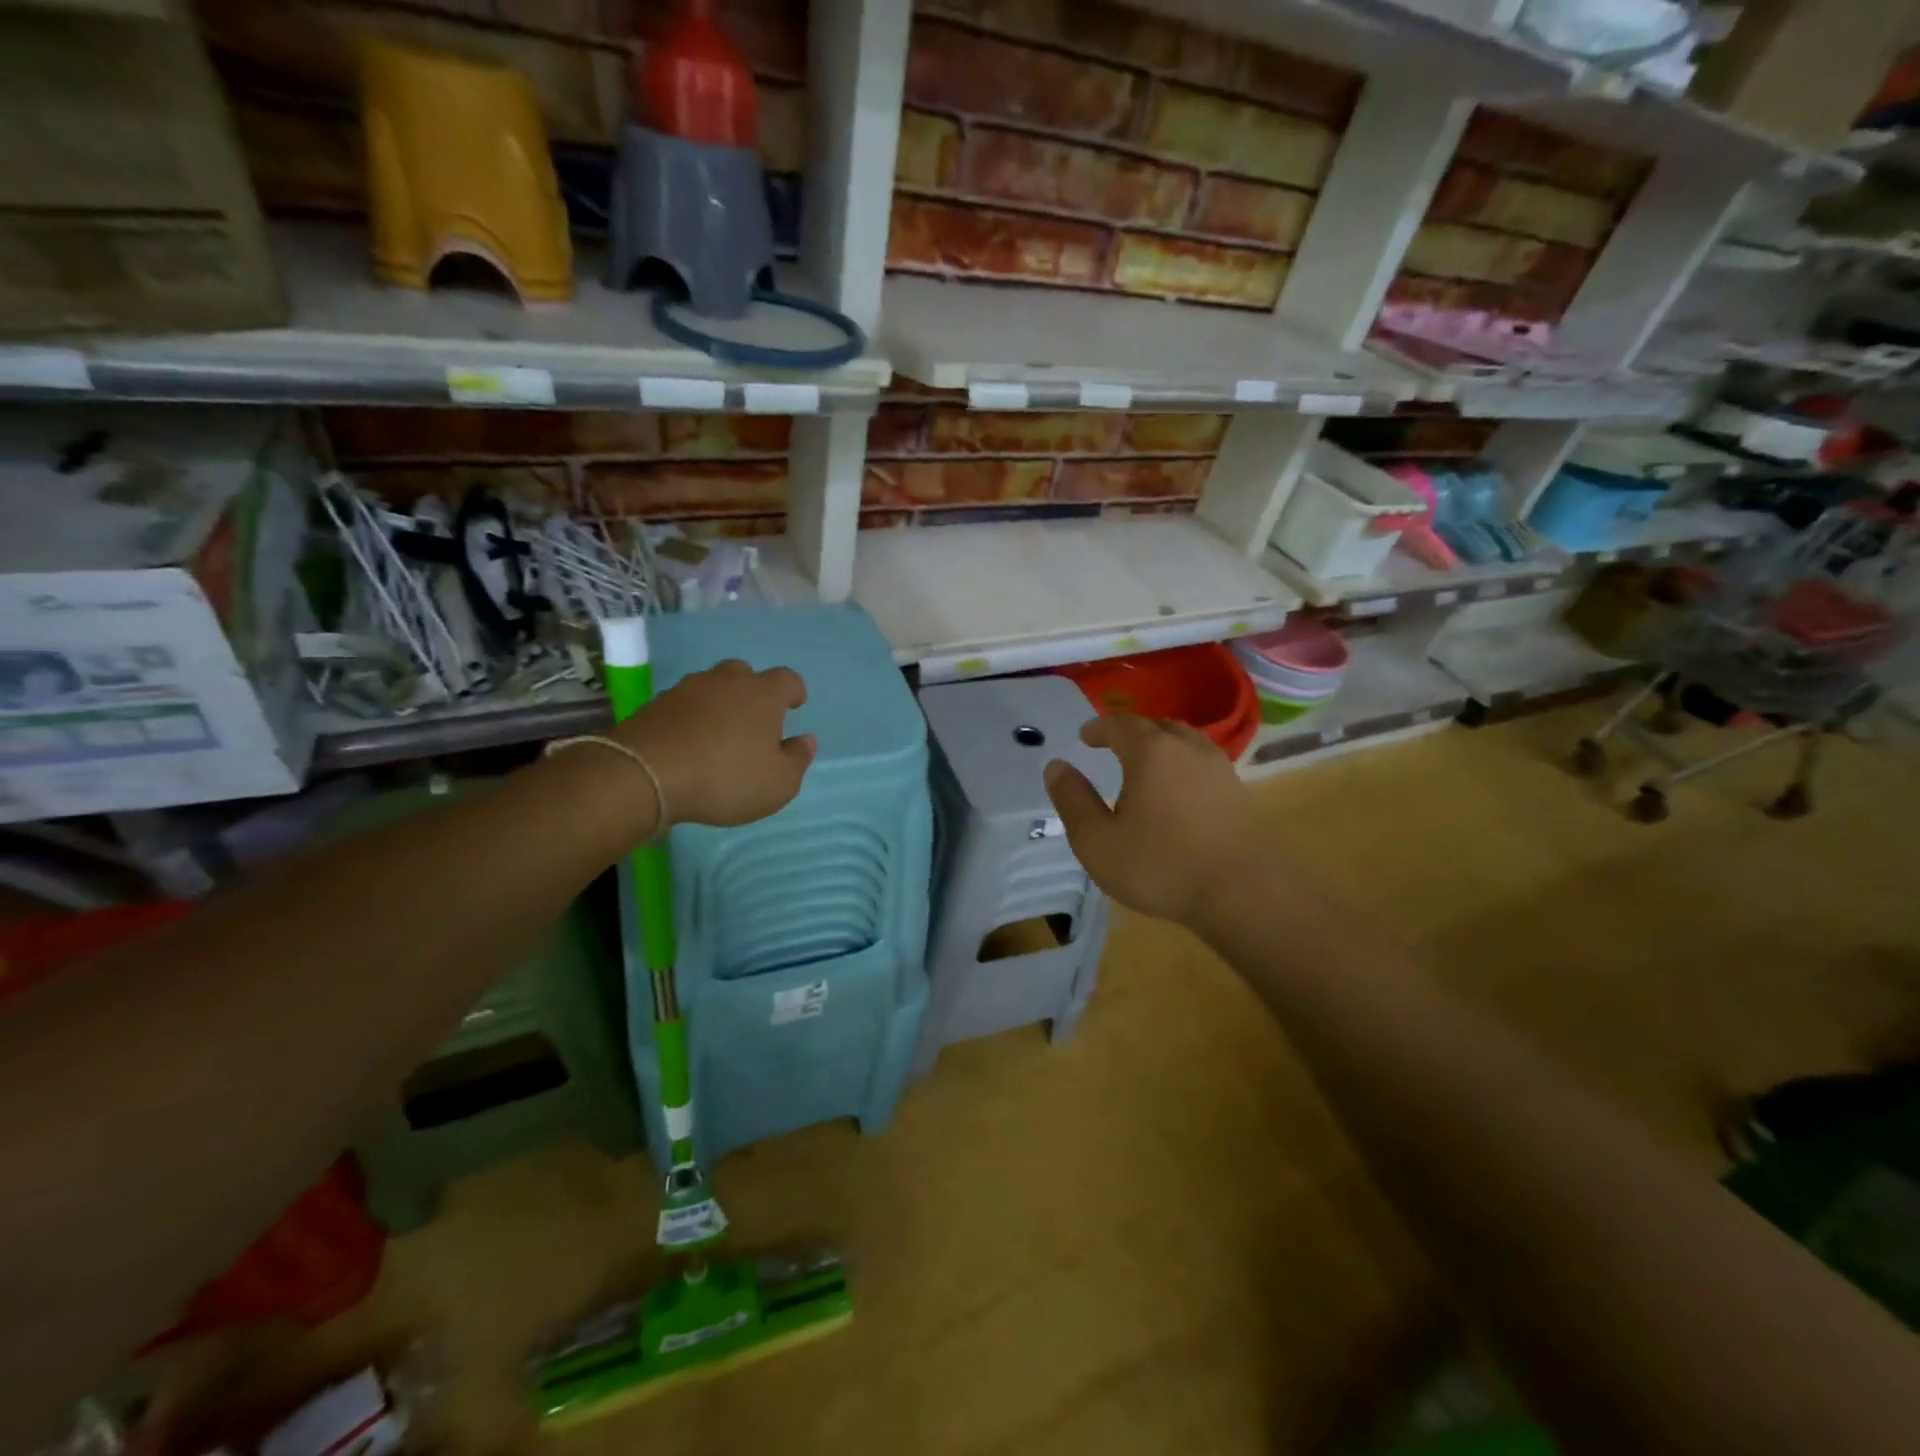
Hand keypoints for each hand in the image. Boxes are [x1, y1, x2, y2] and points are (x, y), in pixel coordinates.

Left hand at [616, 659, 814, 826]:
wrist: (645, 775)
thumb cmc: (725, 778)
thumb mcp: (778, 783)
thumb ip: (797, 759)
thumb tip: (805, 740)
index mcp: (763, 695)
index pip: (788, 679)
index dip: (794, 691)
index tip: (795, 705)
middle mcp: (726, 682)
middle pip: (745, 674)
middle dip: (752, 692)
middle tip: (754, 719)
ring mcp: (687, 690)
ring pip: (711, 687)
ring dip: (719, 704)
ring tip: (719, 732)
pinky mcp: (655, 705)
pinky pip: (683, 706)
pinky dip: (690, 718)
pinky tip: (689, 743)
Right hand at [1043, 714, 1264, 927]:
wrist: (1243, 893)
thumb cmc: (1160, 865)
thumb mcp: (1097, 840)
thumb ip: (1073, 800)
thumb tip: (1056, 767)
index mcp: (1151, 752)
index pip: (1120, 725)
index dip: (1099, 728)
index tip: (1085, 736)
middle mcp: (1188, 748)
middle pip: (1157, 726)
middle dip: (1131, 732)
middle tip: (1114, 745)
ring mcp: (1219, 769)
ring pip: (1186, 741)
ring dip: (1162, 744)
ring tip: (1147, 763)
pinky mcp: (1239, 793)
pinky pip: (1203, 764)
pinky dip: (1184, 764)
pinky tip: (1179, 789)